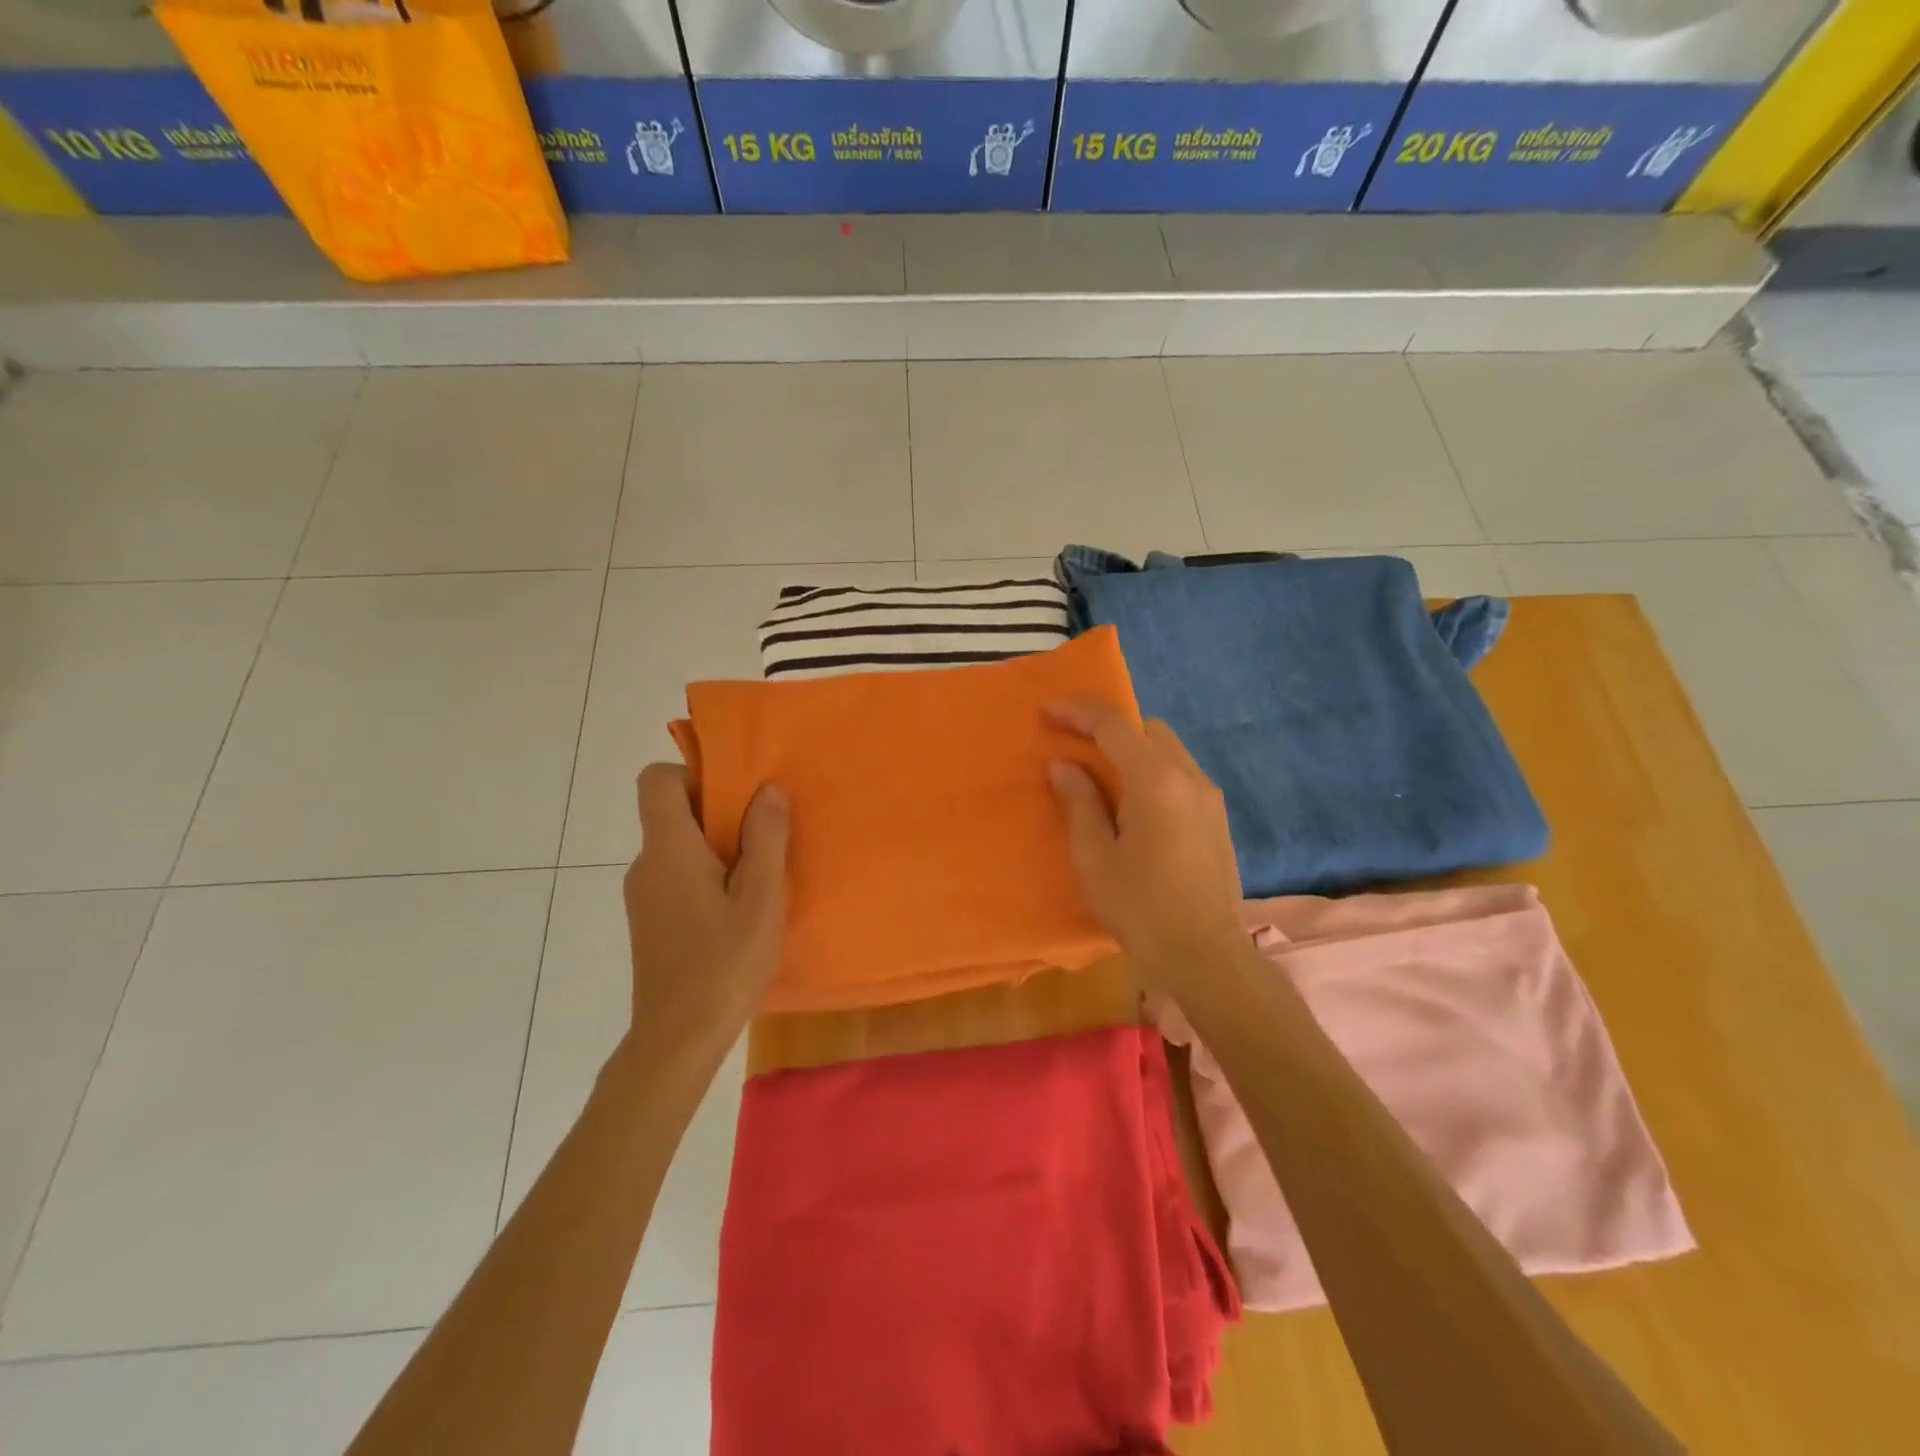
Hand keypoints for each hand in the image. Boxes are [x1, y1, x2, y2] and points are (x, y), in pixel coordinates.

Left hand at [622, 764, 788, 1060]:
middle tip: (764, 835)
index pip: (656, 780)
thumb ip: (765, 837)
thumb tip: (767, 789)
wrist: (677, 1039)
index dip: (693, 773)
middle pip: (671, 812)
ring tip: (759, 876)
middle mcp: (646, 865)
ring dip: (716, 848)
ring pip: (678, 847)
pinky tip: (738, 910)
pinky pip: (676, 876)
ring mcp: (643, 896)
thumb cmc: (723, 963)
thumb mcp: (760, 897)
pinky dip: (706, 876)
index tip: (734, 794)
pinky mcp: (650, 922)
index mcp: (668, 849)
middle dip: (718, 813)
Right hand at [1047, 700, 1247, 992]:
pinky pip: (1181, 774)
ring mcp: (1210, 798)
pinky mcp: (1218, 819)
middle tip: (1075, 747)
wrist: (1206, 957)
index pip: (1115, 726)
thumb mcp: (1095, 857)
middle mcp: (1189, 777)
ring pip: (1169, 750)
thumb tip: (1064, 765)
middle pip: (1148, 729)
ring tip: (1102, 777)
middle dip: (1110, 728)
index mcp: (1156, 781)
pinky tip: (1134, 805)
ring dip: (1134, 750)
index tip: (1048, 712)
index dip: (1078, 712)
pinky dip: (1153, 771)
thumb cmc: (1140, 908)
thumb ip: (1079, 803)